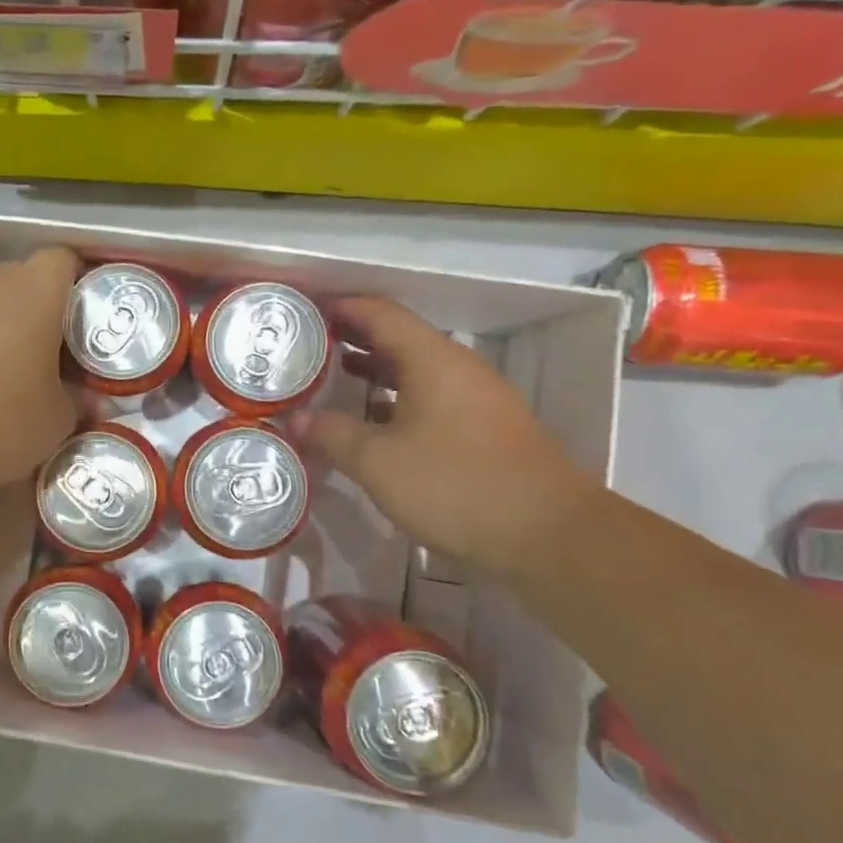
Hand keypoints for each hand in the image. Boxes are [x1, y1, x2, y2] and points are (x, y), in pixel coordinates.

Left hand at [0, 247, 80, 505]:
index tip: (96, 316)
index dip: (83, 281)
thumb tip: (88, 400)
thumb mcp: (58, 419)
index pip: (65, 259)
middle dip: (52, 306)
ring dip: (17, 326)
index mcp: (36, 293)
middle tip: (70, 346)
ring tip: (34, 367)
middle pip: (30, 278)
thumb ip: (79, 400)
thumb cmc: (2, 419)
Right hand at [291, 297, 599, 575]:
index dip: (343, 308)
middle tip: (311, 344)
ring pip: (418, 368)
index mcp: (432, 360)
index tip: (307, 310)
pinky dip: (399, 395)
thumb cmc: (455, 486)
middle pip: (401, 337)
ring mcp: (478, 397)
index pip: (381, 314)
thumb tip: (294, 419)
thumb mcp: (378, 462)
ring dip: (377, 367)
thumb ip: (332, 435)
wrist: (547, 534)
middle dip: (355, 336)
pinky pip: (433, 395)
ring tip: (336, 375)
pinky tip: (376, 419)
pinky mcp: (486, 427)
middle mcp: (458, 367)